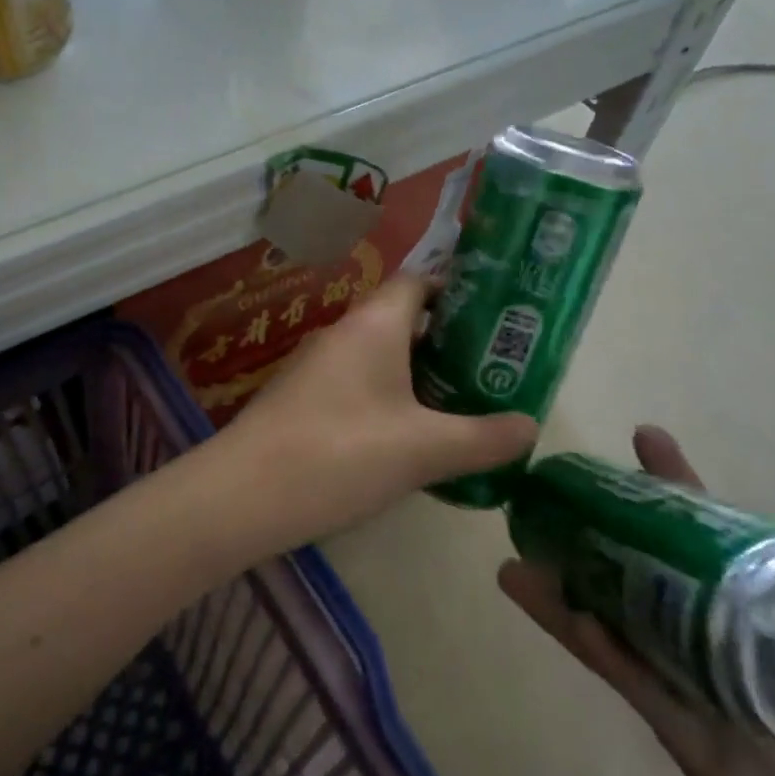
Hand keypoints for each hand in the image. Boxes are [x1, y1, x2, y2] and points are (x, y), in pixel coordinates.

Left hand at [220, 274, 536, 552]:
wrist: (244, 494)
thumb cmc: (342, 454)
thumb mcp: (425, 450)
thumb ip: (483, 438)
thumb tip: (531, 426)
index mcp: (374, 324)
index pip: (419, 281)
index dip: (456, 292)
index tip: (494, 319)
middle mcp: (343, 332)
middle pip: (402, 320)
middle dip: (446, 342)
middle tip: (488, 370)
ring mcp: (315, 365)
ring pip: (378, 355)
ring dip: (416, 374)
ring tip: (458, 405)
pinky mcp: (300, 398)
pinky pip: (355, 383)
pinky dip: (385, 397)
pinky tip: (405, 437)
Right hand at [499, 427, 774, 775]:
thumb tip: (751, 541)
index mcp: (761, 619)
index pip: (711, 540)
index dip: (676, 491)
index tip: (644, 439)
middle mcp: (714, 645)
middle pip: (647, 576)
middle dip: (600, 534)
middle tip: (550, 495)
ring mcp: (692, 690)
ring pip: (619, 627)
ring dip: (568, 593)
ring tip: (518, 560)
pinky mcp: (683, 740)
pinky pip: (632, 684)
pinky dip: (596, 648)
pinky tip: (562, 615)